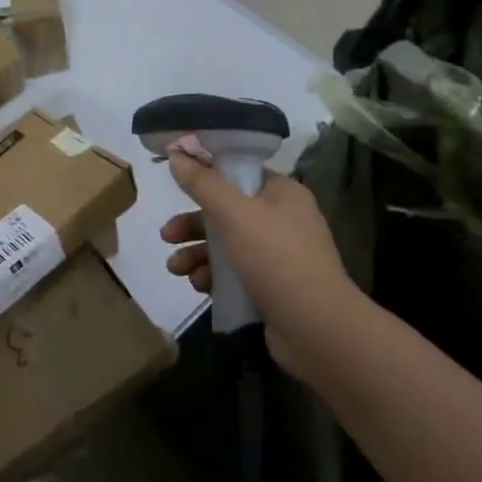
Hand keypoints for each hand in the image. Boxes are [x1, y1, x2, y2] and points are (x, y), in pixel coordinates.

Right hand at [159, 147, 361, 375]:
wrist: (315, 328)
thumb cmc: (275, 257)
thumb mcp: (233, 213)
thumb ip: (202, 184)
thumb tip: (176, 154)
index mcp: (282, 193)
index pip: (239, 173)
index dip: (206, 176)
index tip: (175, 183)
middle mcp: (283, 220)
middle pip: (226, 212)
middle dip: (192, 225)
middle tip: (166, 236)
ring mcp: (279, 256)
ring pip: (226, 245)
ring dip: (196, 254)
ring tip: (175, 269)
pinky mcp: (272, 287)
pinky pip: (234, 274)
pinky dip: (213, 277)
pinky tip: (198, 286)